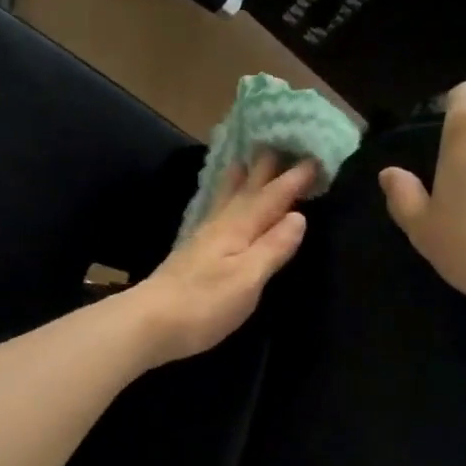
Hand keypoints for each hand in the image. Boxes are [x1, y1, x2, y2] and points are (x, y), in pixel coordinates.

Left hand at [128, 153, 311, 365]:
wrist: (149, 324)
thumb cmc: (204, 305)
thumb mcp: (247, 279)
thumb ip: (272, 248)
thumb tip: (299, 216)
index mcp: (238, 229)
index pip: (272, 198)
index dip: (294, 179)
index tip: (316, 157)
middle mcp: (220, 226)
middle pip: (247, 190)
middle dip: (265, 168)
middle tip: (279, 142)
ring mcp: (202, 240)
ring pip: (226, 200)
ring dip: (240, 180)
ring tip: (245, 161)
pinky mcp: (190, 256)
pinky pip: (214, 214)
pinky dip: (223, 202)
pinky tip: (219, 207)